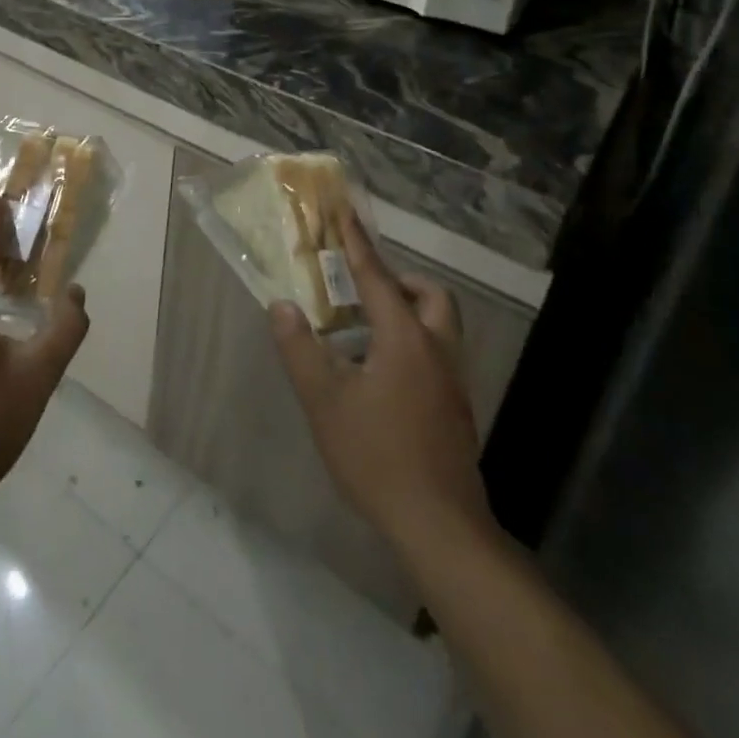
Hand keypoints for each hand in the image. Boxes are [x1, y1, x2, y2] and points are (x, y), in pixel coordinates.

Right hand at [271, 209, 495, 565]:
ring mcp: (452, 382)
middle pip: (430, 296)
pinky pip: (437, 354)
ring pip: (439, 326)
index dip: (357, 243)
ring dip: (407, 312)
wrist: (439, 525)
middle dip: (398, 281)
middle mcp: (436, 350)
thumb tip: (283, 306)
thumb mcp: (324, 400)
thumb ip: (300, 348)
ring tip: (364, 332)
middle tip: (362, 290)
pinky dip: (412, 343)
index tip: (345, 212)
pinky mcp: (456, 409)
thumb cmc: (376, 455)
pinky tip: (380, 375)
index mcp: (405, 339)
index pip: (376, 277)